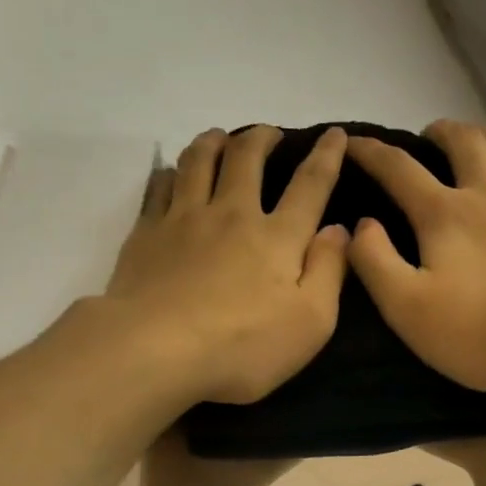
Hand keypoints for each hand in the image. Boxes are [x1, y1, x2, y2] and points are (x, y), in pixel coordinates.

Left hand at [106, 125, 348, 404]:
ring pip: (199, 161)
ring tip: (221, 138)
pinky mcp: (146, 233)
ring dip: (214, 141)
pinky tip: (172, 174)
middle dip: (262, 138)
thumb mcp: (311, 322)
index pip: (310, 185)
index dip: (326, 156)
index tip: (335, 135)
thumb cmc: (244, 347)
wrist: (157, 351)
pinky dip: (170, 172)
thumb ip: (329, 272)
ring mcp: (184, 219)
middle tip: (269, 135)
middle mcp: (232, 214)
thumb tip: (339, 230)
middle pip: (247, 158)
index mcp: (277, 237)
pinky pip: (158, 186)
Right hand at [346, 121, 485, 391]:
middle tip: (429, 136)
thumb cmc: (480, 331)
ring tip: (478, 136)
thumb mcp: (407, 308)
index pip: (399, 170)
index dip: (372, 153)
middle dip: (440, 132)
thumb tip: (361, 224)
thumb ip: (376, 263)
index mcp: (445, 214)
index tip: (354, 142)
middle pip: (463, 142)